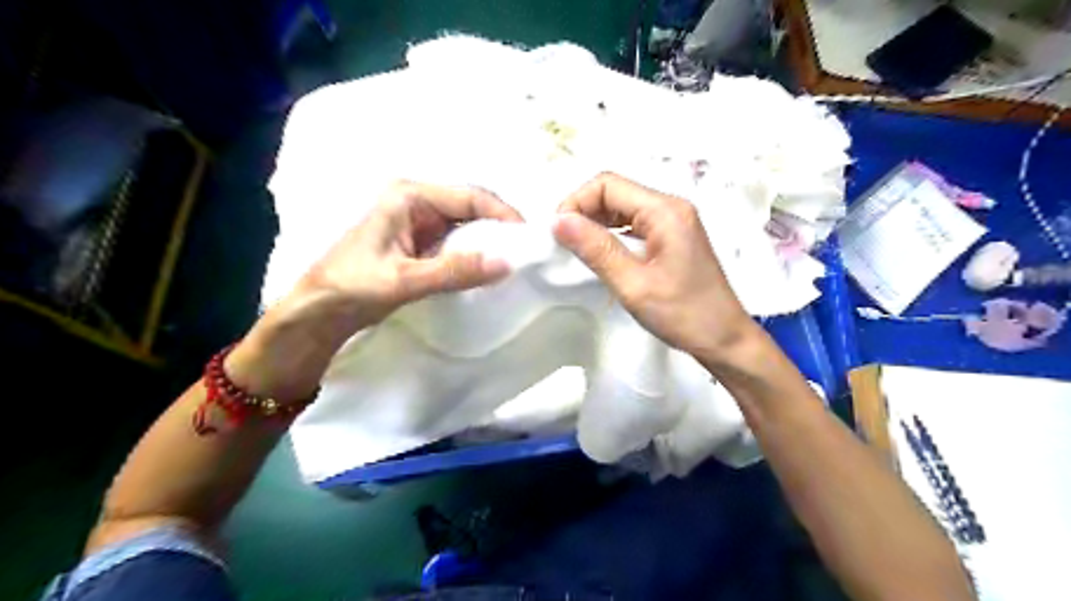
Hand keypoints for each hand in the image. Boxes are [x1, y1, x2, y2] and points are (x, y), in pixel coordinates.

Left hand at [228, 180, 522, 401]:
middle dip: (498, 226)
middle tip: (525, 251)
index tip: (528, 237)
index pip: (470, 196)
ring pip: (465, 225)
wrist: (318, 313)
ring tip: (513, 259)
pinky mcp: (418, 243)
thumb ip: (456, 271)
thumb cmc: (353, 288)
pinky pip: (455, 242)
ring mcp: (417, 222)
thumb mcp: (406, 280)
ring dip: (488, 241)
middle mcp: (416, 202)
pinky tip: (487, 268)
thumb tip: (507, 263)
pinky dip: (473, 253)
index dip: (502, 213)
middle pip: (470, 207)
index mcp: (409, 196)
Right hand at [553, 172, 760, 362]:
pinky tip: (602, 255)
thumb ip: (596, 249)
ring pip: (623, 207)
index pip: (607, 184)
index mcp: (665, 211)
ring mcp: (674, 221)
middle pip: (615, 192)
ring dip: (596, 223)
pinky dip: (612, 234)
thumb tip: (558, 221)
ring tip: (579, 252)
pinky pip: (634, 224)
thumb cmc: (683, 315)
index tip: (559, 234)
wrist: (725, 341)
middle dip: (584, 212)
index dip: (576, 203)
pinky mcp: (673, 237)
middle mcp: (671, 207)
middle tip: (564, 245)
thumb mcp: (633, 285)